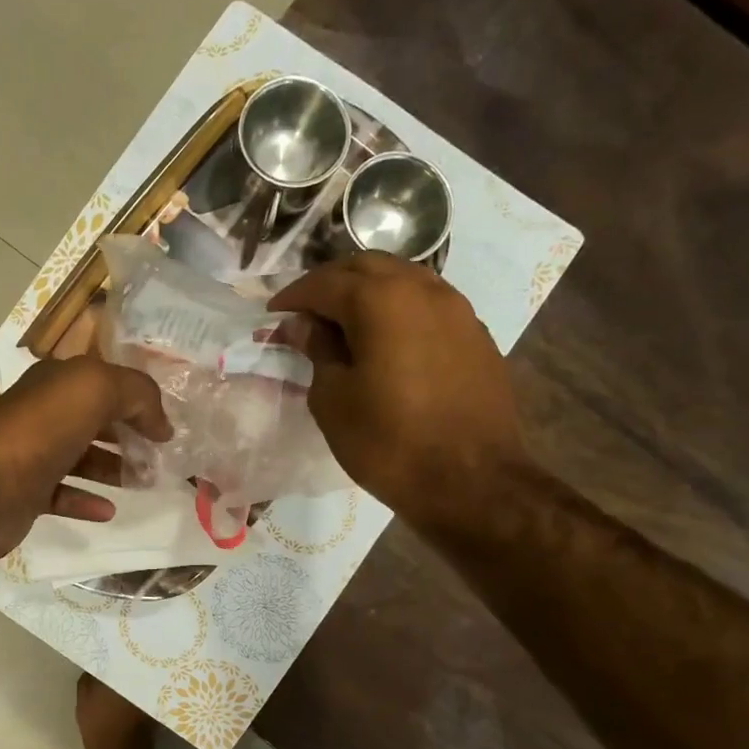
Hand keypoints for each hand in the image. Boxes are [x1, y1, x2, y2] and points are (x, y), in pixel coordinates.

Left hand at [0, 357, 171, 567]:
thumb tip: (161, 424)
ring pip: (80, 458)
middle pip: (94, 421)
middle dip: (129, 435)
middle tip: (162, 457)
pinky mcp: (25, 494)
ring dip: (114, 468)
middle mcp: (42, 415)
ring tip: (146, 482)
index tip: (167, 424)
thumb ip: (137, 394)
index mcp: (56, 383)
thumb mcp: (95, 389)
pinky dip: (86, 501)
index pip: (104, 382)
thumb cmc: (40, 431)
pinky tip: (109, 511)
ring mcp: (31, 455)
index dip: (138, 399)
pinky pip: (62, 495)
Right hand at [269, 254, 528, 527]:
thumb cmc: (387, 442)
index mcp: (380, 301)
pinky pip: (428, 304)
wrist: (471, 482)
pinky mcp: (475, 334)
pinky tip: (387, 339)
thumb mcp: (333, 399)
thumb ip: (317, 350)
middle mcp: (422, 290)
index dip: (293, 296)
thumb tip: (303, 325)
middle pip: (367, 267)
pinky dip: (399, 309)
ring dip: (368, 291)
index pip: (325, 283)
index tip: (272, 315)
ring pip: (403, 279)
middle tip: (306, 312)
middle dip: (330, 283)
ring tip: (344, 323)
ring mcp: (457, 309)